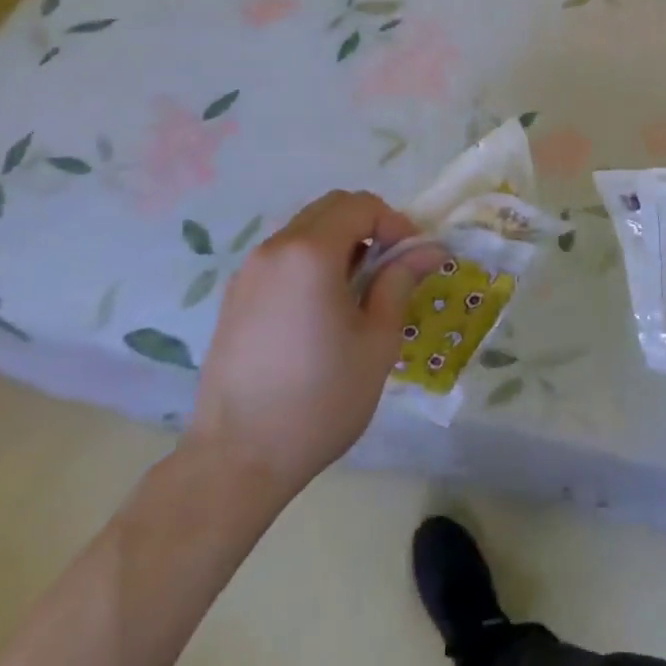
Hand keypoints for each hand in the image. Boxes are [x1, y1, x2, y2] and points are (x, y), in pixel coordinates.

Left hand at [184, 190, 439, 503]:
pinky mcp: (235, 296)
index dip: (395, 223)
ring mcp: (249, 271)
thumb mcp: (377, 340)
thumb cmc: (320, 398)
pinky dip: (311, 260)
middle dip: (368, 225)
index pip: (362, 205)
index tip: (411, 259)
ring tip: (357, 291)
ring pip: (305, 229)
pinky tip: (321, 308)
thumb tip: (430, 249)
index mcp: (311, 252)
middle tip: (389, 268)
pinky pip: (283, 256)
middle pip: (331, 208)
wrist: (237, 460)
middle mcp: (275, 248)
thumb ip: (401, 281)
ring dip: (339, 242)